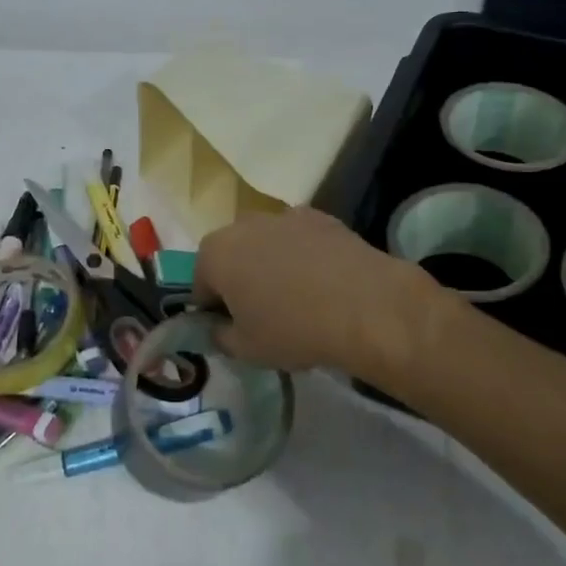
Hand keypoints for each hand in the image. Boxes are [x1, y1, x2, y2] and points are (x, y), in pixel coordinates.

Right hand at [193, 207, 440, 381]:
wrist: (364, 305)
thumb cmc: (293, 329)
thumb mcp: (245, 349)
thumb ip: (220, 336)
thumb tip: (219, 328)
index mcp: (215, 254)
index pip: (200, 284)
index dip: (214, 309)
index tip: (233, 329)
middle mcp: (243, 224)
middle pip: (231, 255)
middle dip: (240, 279)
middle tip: (263, 314)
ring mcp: (284, 216)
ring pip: (266, 243)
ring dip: (271, 263)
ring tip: (297, 298)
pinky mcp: (321, 216)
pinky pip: (300, 239)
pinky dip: (304, 255)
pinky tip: (323, 282)